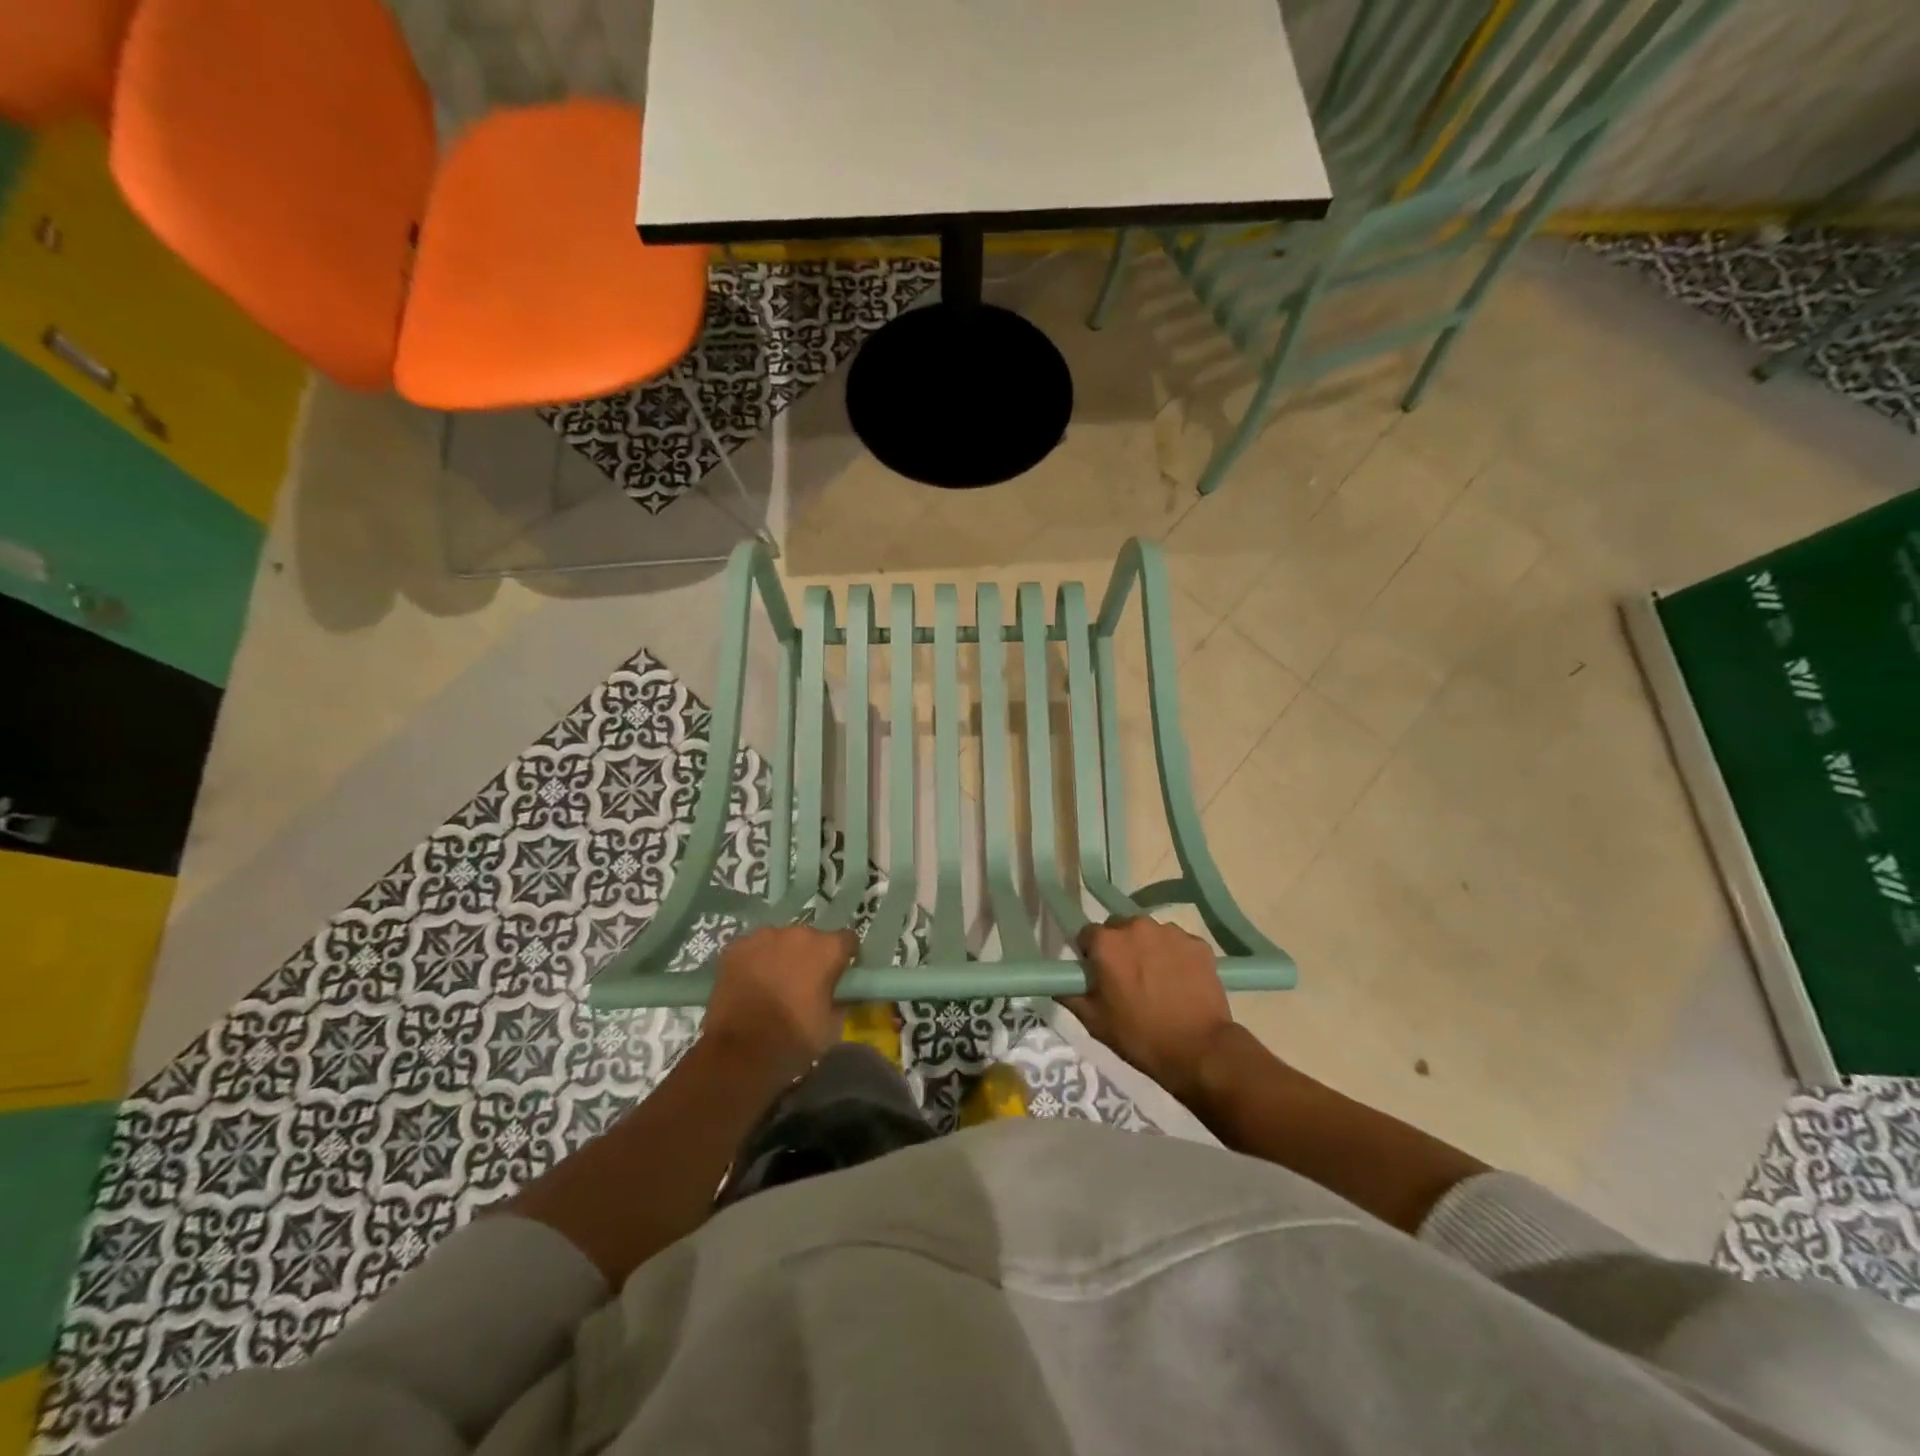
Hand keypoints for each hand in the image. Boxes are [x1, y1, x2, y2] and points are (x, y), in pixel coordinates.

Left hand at [705, 924, 858, 1069]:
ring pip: (780, 941)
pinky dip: (754, 961)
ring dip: (781, 956)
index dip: (844, 956)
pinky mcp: (736, 947)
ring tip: (772, 983)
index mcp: (827, 949)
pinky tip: (749, 983)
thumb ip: (840, 1001)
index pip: (847, 940)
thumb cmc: (793, 1040)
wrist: (738, 1053)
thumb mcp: (832, 1027)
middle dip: (810, 956)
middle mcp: (798, 933)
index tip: (839, 974)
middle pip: (811, 939)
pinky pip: (752, 949)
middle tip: (803, 983)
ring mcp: (763, 937)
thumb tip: (838, 994)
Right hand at [1062, 916, 1237, 1103]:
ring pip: (1150, 933)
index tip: (1097, 975)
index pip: (1087, 935)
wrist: (1199, 1050)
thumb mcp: (1093, 1021)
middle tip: (1126, 978)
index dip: (1090, 955)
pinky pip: (1177, 943)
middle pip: (1119, 928)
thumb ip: (1069, 994)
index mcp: (1107, 942)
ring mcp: (1171, 932)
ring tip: (1156, 980)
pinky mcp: (1198, 943)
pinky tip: (1179, 982)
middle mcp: (1137, 926)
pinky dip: (1174, 956)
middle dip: (1119, 947)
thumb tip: (1058, 983)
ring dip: (1147, 949)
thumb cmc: (1139, 1036)